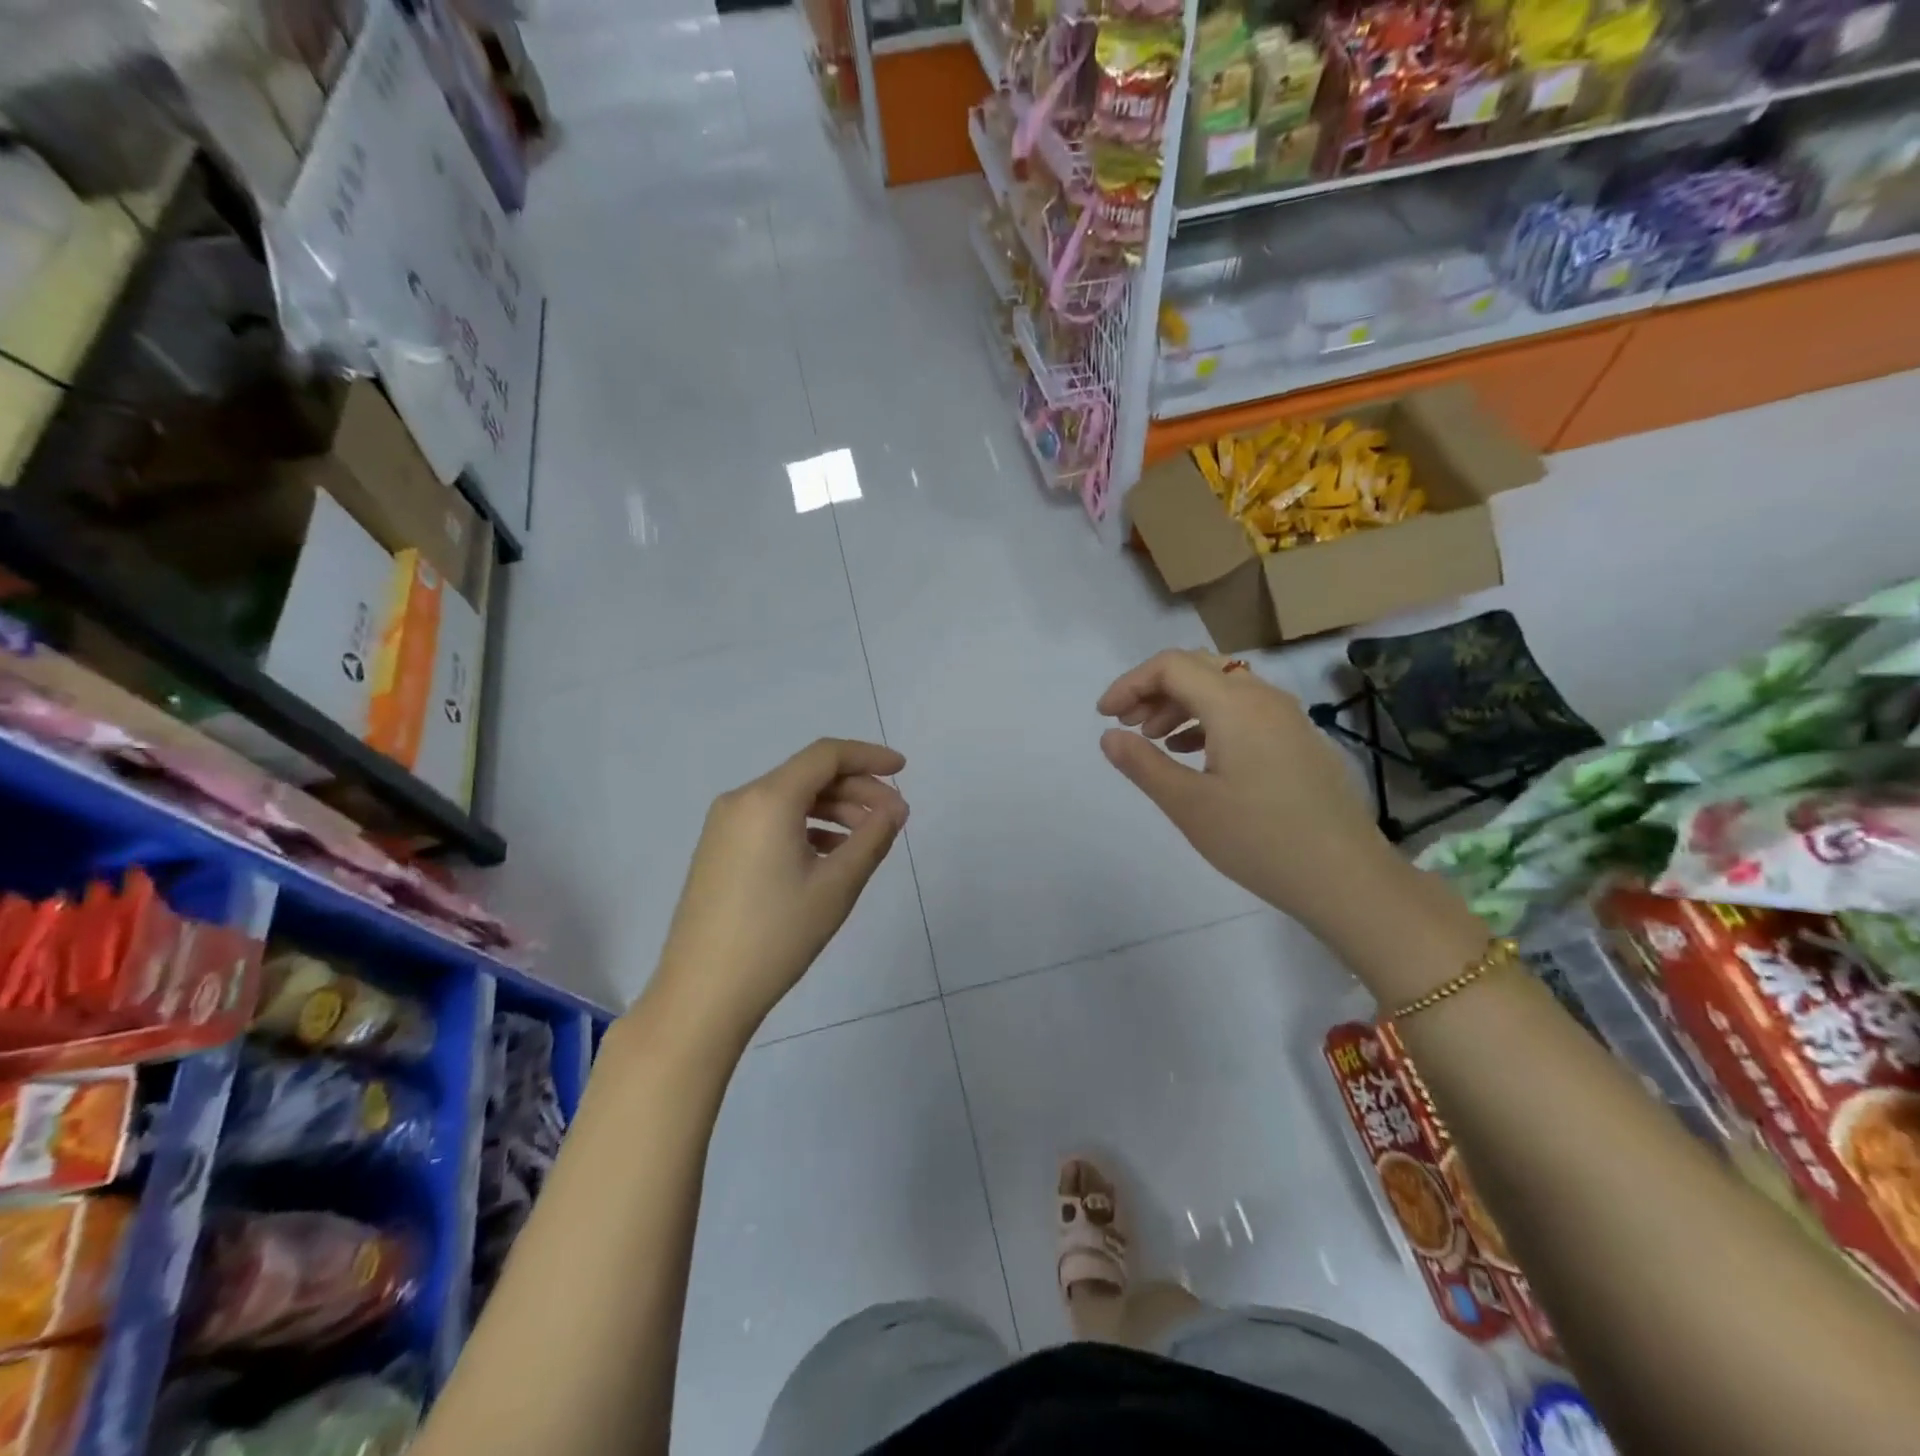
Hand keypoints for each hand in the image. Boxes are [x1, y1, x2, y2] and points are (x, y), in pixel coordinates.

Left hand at [647, 739, 908, 1046]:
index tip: (903, 771)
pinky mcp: (718, 850)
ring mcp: (724, 826)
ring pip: (790, 799)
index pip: (826, 755)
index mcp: (768, 799)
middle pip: (809, 775)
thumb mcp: (837, 885)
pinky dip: (806, 827)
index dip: (869, 756)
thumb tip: (896, 808)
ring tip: (868, 838)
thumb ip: (873, 837)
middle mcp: (741, 800)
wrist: (703, 993)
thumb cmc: (777, 935)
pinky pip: (771, 821)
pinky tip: (830, 855)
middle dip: (856, 789)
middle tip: (893, 817)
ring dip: (833, 809)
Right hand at [1097, 651, 1395, 930]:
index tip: (1105, 717)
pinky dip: (1209, 719)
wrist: (1346, 878)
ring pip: (1223, 687)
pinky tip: (1194, 753)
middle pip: (1198, 668)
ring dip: (1181, 703)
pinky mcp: (1299, 739)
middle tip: (1127, 724)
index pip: (1171, 665)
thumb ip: (1143, 764)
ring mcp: (1287, 718)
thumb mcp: (1189, 805)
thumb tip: (1109, 736)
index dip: (1130, 683)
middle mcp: (1264, 698)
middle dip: (1154, 689)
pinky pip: (1245, 710)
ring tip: (1154, 739)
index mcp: (1235, 705)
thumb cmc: (1259, 840)